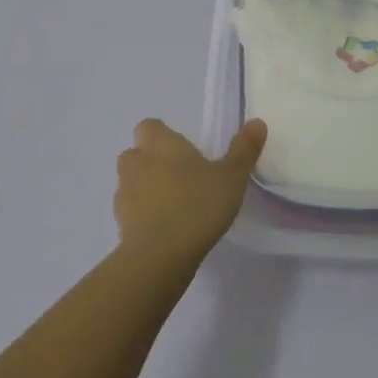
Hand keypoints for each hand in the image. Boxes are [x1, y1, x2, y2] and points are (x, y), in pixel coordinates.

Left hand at [114, 118, 266, 266]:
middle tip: (179, 175)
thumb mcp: (232, 177)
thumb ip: (244, 150)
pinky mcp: (120, 223)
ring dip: (145, 187)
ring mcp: (124, 194)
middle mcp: (137, 163)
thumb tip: (257, 122)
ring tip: (173, 204)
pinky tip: (164, 228)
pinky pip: (131, 211)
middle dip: (151, 160)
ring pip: (130, 182)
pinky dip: (143, 214)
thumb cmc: (198, 205)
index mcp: (162, 145)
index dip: (161, 135)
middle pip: (135, 153)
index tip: (182, 149)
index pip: (148, 126)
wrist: (160, 255)